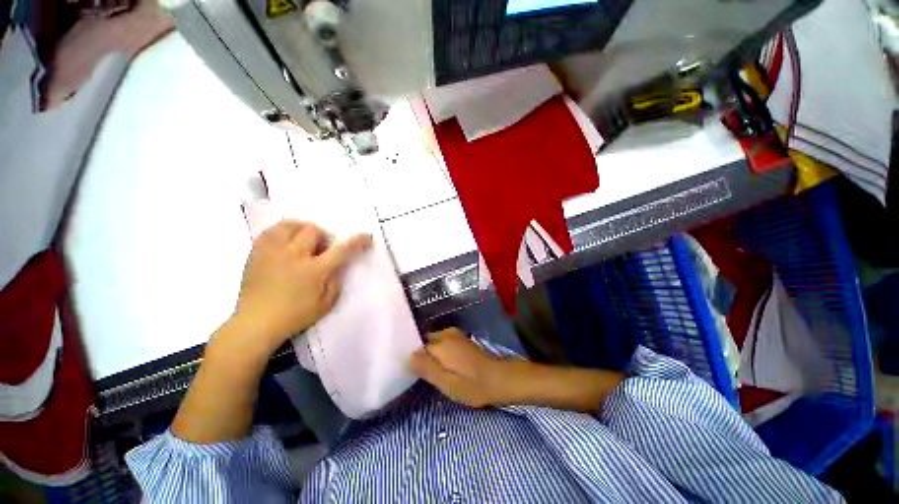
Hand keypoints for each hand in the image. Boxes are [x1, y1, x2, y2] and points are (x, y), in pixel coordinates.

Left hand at [230, 220, 371, 354]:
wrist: (255, 322)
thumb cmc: (295, 316)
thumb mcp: (325, 304)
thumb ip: (336, 282)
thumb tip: (339, 265)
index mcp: (314, 270)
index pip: (342, 250)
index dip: (357, 241)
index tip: (367, 237)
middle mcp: (294, 256)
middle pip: (313, 230)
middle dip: (323, 236)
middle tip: (321, 249)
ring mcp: (273, 252)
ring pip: (290, 225)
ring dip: (302, 230)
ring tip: (302, 242)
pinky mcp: (256, 253)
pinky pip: (270, 231)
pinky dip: (282, 232)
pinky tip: (285, 243)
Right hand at [410, 328, 512, 407]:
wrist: (498, 378)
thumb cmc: (472, 385)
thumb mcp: (447, 383)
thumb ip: (427, 368)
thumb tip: (410, 356)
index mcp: (440, 344)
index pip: (417, 348)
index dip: (415, 360)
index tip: (415, 374)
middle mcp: (445, 334)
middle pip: (425, 343)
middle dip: (423, 355)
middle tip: (425, 374)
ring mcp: (454, 334)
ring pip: (434, 342)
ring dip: (432, 354)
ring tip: (435, 371)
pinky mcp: (461, 338)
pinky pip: (443, 342)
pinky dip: (441, 351)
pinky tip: (445, 364)